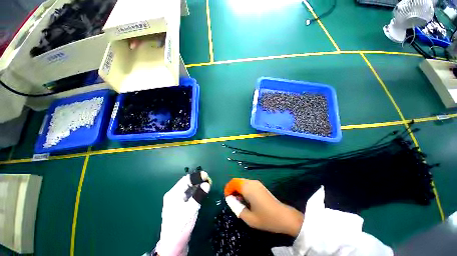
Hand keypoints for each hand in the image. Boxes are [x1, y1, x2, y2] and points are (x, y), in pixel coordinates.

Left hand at [155, 171, 211, 255]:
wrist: (172, 245)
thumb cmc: (180, 226)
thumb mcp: (190, 210)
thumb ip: (199, 196)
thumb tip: (206, 184)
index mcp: (174, 194)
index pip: (186, 179)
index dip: (197, 176)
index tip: (207, 176)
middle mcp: (174, 194)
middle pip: (187, 183)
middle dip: (198, 181)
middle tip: (209, 181)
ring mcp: (176, 200)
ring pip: (188, 188)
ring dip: (197, 186)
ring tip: (207, 185)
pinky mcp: (180, 205)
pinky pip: (188, 194)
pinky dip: (195, 192)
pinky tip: (201, 192)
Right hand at [224, 178, 303, 236]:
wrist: (284, 216)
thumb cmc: (266, 218)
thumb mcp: (248, 218)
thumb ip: (237, 208)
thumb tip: (230, 200)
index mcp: (248, 188)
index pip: (233, 182)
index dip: (228, 189)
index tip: (227, 198)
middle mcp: (251, 182)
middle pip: (237, 181)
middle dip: (232, 188)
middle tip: (231, 200)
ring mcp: (257, 183)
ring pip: (243, 182)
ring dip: (238, 189)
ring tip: (238, 201)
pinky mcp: (260, 186)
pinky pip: (248, 184)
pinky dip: (243, 189)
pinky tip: (245, 199)